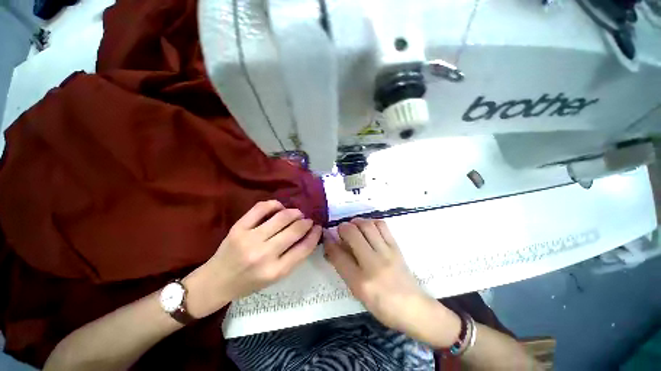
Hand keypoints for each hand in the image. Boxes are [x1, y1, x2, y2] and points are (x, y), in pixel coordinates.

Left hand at [184, 200, 321, 317]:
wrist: (215, 282)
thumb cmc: (248, 283)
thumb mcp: (275, 278)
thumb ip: (293, 257)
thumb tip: (308, 235)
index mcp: (275, 272)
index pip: (304, 248)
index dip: (315, 235)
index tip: (318, 228)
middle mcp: (264, 255)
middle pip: (295, 230)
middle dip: (306, 222)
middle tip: (308, 220)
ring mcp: (250, 239)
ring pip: (282, 217)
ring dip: (294, 212)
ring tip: (297, 213)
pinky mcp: (239, 227)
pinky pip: (262, 208)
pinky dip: (275, 204)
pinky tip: (279, 207)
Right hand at [324, 218, 460, 346]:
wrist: (413, 307)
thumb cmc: (381, 305)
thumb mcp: (357, 292)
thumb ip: (344, 268)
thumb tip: (333, 247)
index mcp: (360, 281)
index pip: (338, 255)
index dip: (329, 242)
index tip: (327, 236)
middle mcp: (372, 263)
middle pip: (351, 233)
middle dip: (342, 227)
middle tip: (341, 231)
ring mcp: (386, 252)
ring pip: (367, 225)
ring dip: (356, 222)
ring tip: (353, 226)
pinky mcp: (396, 247)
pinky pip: (382, 225)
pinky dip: (371, 222)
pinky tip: (368, 227)